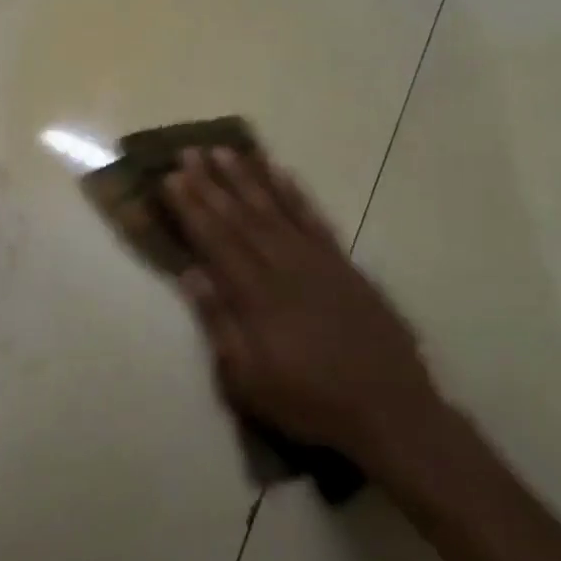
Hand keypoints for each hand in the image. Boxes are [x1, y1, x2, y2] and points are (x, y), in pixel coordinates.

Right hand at [164, 147, 442, 476]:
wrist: (389, 410)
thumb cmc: (309, 401)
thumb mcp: (248, 380)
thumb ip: (219, 323)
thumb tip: (191, 273)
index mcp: (256, 295)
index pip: (215, 240)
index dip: (190, 207)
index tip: (171, 178)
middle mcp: (284, 266)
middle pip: (240, 216)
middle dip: (210, 182)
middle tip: (189, 152)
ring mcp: (317, 260)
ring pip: (274, 208)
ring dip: (247, 177)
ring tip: (224, 150)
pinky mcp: (344, 263)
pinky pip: (314, 218)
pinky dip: (294, 193)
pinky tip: (280, 172)